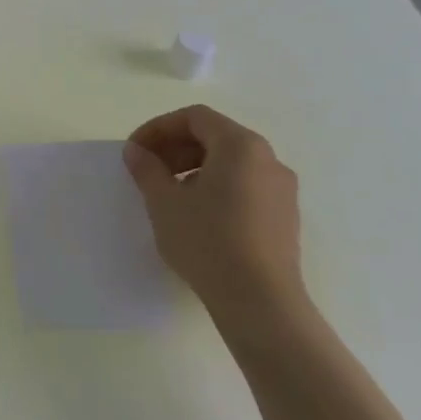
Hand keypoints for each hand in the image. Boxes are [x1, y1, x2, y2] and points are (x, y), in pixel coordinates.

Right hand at [123, 104, 304, 329]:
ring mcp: (282, 189)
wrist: (260, 301)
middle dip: (175, 147)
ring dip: (194, 166)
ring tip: (168, 192)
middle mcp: (268, 160)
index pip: (195, 118)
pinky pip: (245, 184)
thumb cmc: (207, 240)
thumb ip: (147, 168)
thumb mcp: (164, 201)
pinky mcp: (284, 216)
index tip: (135, 150)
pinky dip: (215, 185)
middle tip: (147, 169)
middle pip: (215, 136)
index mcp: (241, 146)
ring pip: (231, 162)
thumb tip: (136, 151)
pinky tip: (196, 213)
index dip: (159, 128)